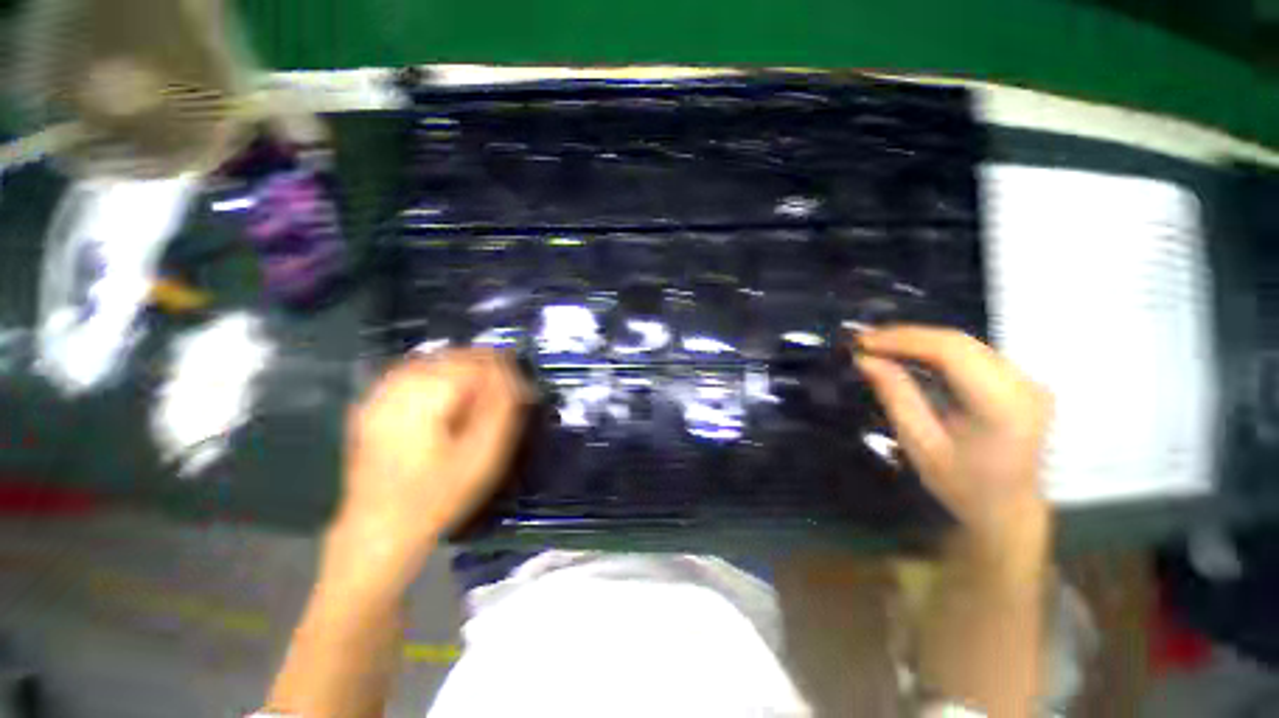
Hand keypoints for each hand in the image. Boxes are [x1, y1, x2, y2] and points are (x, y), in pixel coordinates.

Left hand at [332, 349, 528, 585]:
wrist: (379, 530)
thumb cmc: (439, 495)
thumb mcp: (483, 456)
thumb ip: (501, 410)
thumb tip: (515, 378)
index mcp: (427, 398)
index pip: (474, 362)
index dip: (503, 368)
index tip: (522, 385)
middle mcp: (399, 387)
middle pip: (452, 356)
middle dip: (483, 365)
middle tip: (506, 386)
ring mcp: (380, 395)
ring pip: (432, 360)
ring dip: (461, 368)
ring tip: (483, 387)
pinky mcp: (373, 405)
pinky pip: (411, 374)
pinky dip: (437, 375)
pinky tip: (450, 392)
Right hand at [855, 326, 1051, 555]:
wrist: (1009, 510)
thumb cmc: (962, 486)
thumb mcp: (920, 444)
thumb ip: (895, 396)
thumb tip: (865, 359)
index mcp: (1003, 404)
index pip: (951, 351)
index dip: (902, 339)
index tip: (862, 341)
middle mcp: (1023, 383)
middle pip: (958, 341)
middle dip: (906, 336)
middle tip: (864, 341)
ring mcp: (1026, 380)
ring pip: (964, 343)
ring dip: (917, 340)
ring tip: (878, 345)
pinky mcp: (1019, 381)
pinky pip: (970, 353)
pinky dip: (933, 350)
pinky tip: (906, 354)